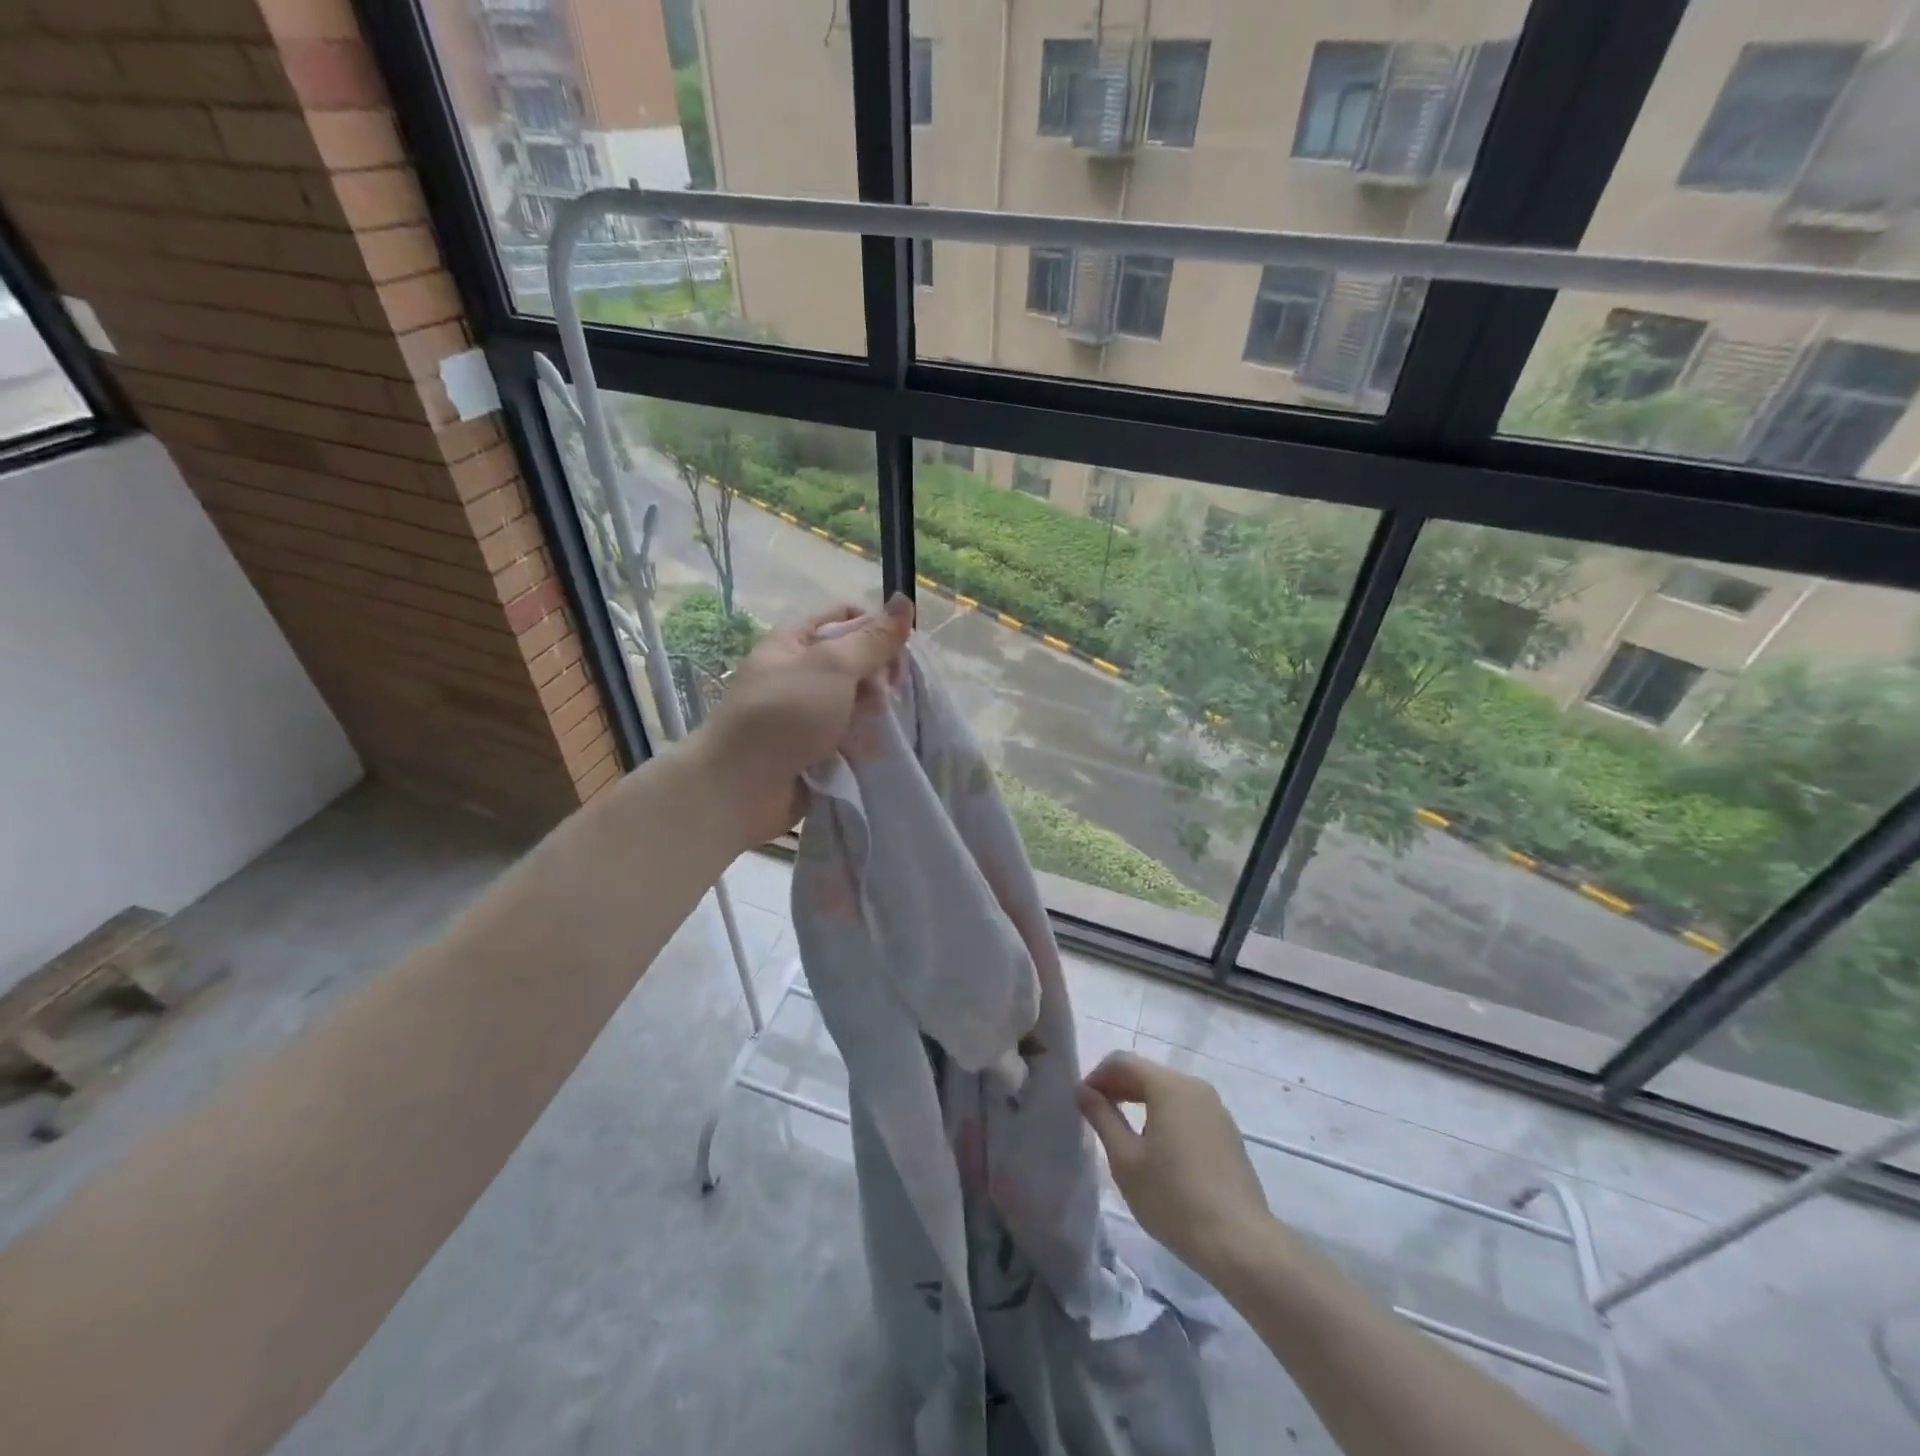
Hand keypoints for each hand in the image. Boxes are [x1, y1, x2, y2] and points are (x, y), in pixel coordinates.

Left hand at [690, 595, 912, 850]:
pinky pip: (849, 737)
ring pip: (857, 702)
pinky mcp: (813, 750)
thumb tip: (904, 600)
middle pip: (856, 662)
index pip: (846, 617)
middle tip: (883, 697)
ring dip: (872, 713)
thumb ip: (873, 638)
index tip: (899, 651)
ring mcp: (806, 714)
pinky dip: (862, 742)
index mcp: (795, 641)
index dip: (876, 628)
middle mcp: (800, 673)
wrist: (740, 787)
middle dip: (878, 676)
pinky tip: (869, 752)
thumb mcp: (833, 666)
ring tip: (873, 730)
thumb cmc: (785, 714)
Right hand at [1078, 1052, 1274, 1280]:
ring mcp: (1216, 1108)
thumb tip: (1084, 1091)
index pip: (1123, 1062)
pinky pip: (1187, 1109)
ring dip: (1141, 1101)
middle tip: (1096, 1114)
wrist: (1240, 1243)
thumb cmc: (1174, 1199)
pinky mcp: (1227, 1131)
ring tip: (1123, 1132)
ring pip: (1168, 1091)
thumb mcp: (1126, 1160)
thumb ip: (1102, 1118)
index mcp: (1169, 1086)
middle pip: (1147, 1073)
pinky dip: (1165, 1114)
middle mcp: (1195, 1086)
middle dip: (1118, 1087)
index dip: (1097, 1076)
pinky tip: (1157, 1147)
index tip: (1081, 1102)